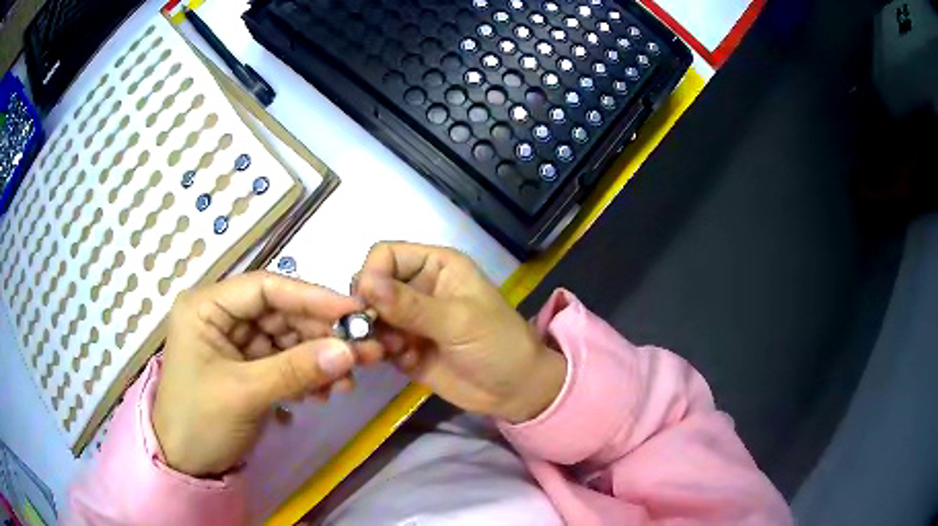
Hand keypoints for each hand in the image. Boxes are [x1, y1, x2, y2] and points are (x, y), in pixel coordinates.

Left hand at [153, 272, 366, 476]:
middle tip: (364, 350)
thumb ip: (296, 369)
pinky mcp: (248, 367)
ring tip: (348, 381)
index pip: (265, 287)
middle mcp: (222, 316)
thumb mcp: (245, 393)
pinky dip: (307, 375)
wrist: (187, 466)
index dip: (311, 296)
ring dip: (319, 358)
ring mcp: (236, 343)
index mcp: (206, 306)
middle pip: (281, 313)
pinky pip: (285, 362)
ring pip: (287, 338)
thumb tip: (350, 350)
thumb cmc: (200, 422)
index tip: (354, 310)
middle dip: (321, 333)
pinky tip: (326, 392)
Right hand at [355, 242, 565, 423]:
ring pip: (370, 316)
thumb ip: (410, 305)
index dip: (372, 274)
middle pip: (372, 285)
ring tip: (396, 351)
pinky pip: (378, 343)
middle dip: (368, 309)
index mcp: (436, 266)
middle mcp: (418, 287)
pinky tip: (407, 362)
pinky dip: (382, 352)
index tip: (367, 303)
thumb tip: (365, 284)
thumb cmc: (497, 344)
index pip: (386, 254)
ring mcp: (410, 319)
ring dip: (374, 334)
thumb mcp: (458, 321)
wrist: (515, 391)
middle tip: (377, 333)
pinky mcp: (405, 347)